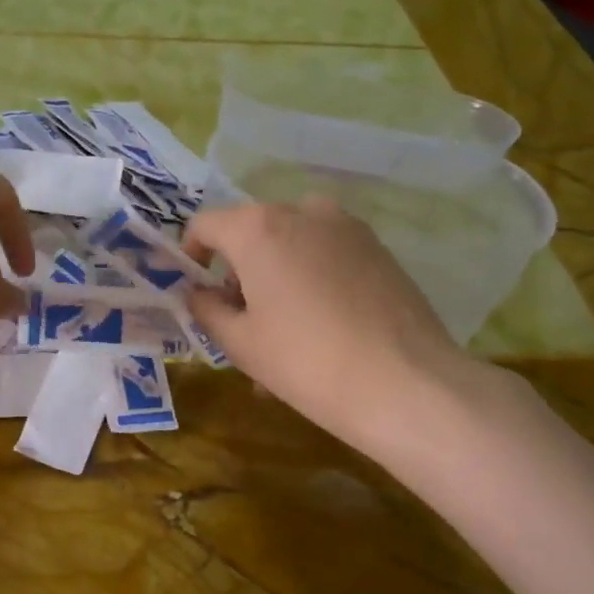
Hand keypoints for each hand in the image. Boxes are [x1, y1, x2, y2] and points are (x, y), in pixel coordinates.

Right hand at [183, 198, 495, 455]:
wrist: (404, 383)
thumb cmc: (305, 361)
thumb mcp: (239, 343)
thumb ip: (206, 309)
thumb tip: (198, 292)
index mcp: (259, 228)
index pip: (205, 224)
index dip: (189, 255)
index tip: (193, 289)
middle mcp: (302, 211)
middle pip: (251, 231)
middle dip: (237, 270)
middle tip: (239, 320)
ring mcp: (347, 227)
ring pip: (292, 243)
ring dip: (276, 275)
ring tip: (282, 331)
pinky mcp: (379, 248)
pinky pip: (326, 254)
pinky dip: (311, 279)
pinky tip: (321, 328)